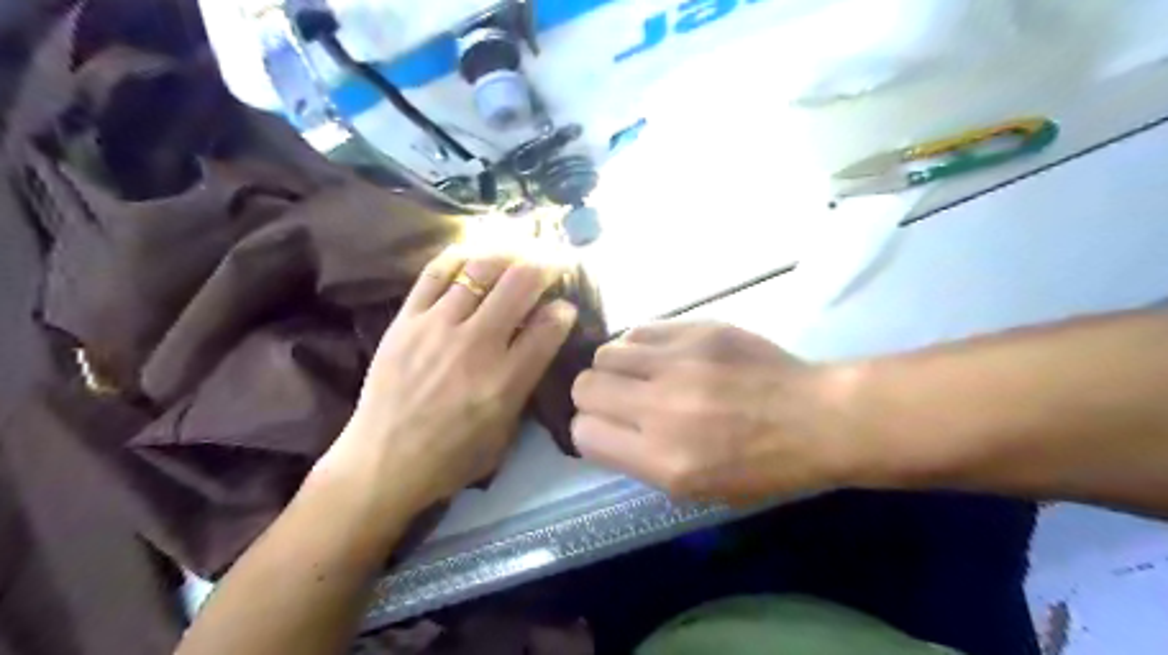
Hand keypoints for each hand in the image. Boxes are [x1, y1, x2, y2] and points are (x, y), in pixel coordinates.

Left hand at [321, 249, 576, 508]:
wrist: (383, 462)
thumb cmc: (452, 457)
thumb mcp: (506, 432)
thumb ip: (527, 383)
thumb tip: (539, 342)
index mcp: (506, 380)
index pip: (549, 327)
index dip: (564, 311)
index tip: (565, 308)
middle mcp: (476, 345)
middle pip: (520, 284)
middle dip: (545, 266)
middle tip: (553, 263)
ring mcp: (438, 327)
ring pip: (481, 269)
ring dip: (508, 254)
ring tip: (518, 253)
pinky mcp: (406, 320)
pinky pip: (435, 273)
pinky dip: (460, 257)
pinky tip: (474, 254)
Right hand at [571, 324, 859, 504]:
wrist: (818, 418)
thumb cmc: (763, 467)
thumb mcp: (698, 490)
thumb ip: (641, 460)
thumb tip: (604, 428)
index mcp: (665, 460)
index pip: (584, 434)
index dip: (591, 431)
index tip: (607, 430)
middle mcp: (662, 408)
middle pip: (585, 386)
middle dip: (594, 396)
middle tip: (621, 400)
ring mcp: (680, 362)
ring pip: (605, 353)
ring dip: (615, 368)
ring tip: (642, 375)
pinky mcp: (697, 330)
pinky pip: (639, 331)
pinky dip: (640, 346)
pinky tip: (663, 357)